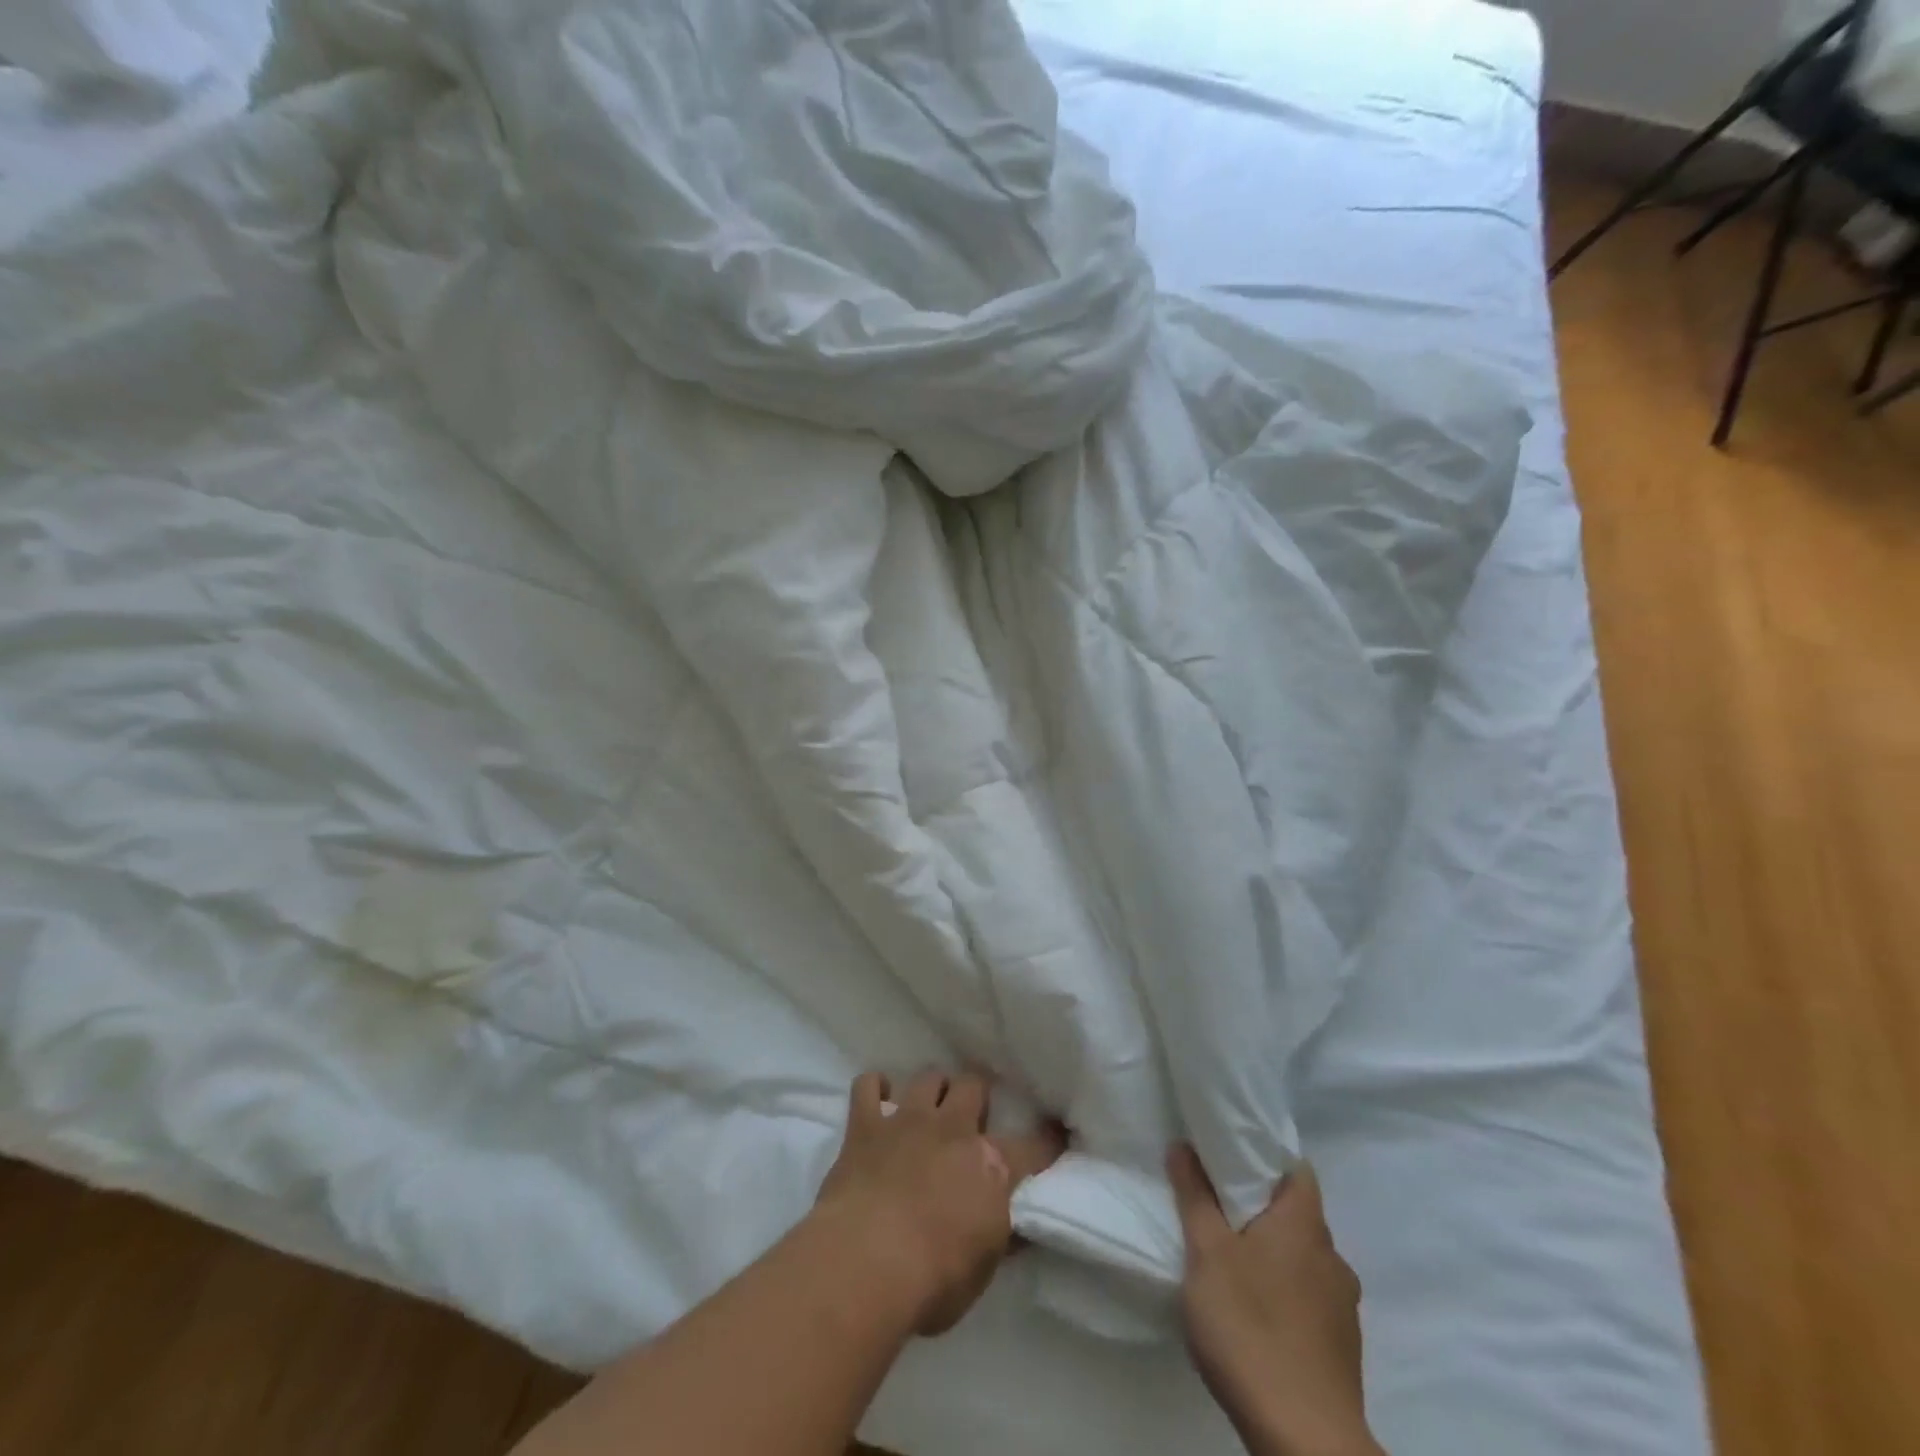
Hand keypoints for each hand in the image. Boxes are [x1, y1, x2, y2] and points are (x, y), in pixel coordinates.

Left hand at [813, 1070, 1064, 1335]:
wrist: (866, 1263)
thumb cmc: (931, 1280)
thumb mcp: (982, 1271)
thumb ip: (999, 1236)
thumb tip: (1017, 1224)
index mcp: (990, 1166)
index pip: (1032, 1146)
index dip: (1047, 1140)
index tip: (1055, 1133)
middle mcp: (953, 1129)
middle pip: (973, 1085)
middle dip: (975, 1095)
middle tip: (971, 1116)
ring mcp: (907, 1120)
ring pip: (928, 1077)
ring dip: (931, 1089)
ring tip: (928, 1107)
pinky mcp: (865, 1124)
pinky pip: (868, 1084)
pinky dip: (874, 1087)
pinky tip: (877, 1099)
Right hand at [1169, 1146, 1382, 1455]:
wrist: (1305, 1439)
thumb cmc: (1250, 1326)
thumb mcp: (1206, 1253)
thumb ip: (1195, 1195)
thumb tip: (1184, 1145)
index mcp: (1305, 1224)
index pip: (1296, 1169)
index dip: (1265, 1157)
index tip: (1230, 1158)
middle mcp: (1333, 1256)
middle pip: (1298, 1214)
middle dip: (1262, 1209)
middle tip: (1219, 1210)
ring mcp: (1344, 1306)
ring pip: (1305, 1259)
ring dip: (1275, 1256)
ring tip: (1232, 1265)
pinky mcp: (1342, 1348)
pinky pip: (1312, 1299)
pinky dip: (1286, 1294)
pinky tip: (1256, 1314)